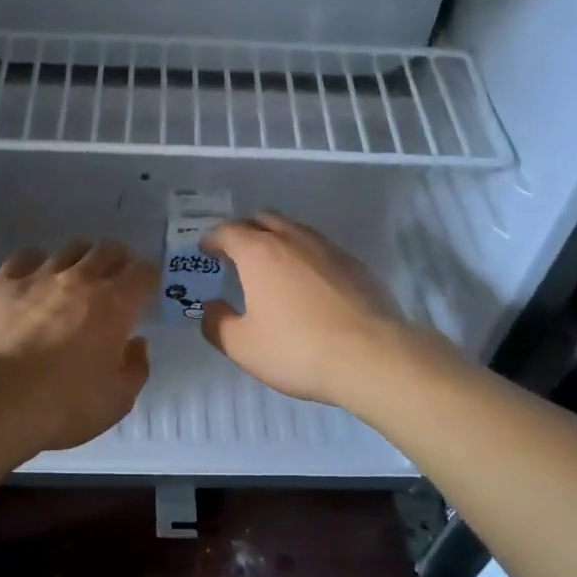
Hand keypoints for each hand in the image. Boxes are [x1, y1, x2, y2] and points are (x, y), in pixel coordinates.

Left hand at [0, 239, 157, 455]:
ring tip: (76, 278)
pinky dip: (38, 263)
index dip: (150, 277)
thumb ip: (135, 368)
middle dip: (119, 260)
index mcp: (115, 305)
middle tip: (116, 279)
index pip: (144, 272)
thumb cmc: (64, 405)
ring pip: (70, 249)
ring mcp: (40, 276)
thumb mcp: (117, 400)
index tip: (147, 290)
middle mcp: (81, 279)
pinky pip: (26, 257)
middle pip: (108, 250)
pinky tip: (35, 280)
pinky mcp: (3, 282)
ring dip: (81, 259)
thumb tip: (136, 343)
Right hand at [199, 212, 413, 407]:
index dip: (213, 238)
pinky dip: (306, 257)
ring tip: (272, 264)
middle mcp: (294, 240)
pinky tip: (308, 283)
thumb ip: (217, 324)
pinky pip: (322, 250)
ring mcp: (329, 250)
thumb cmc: (296, 349)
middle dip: (246, 231)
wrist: (370, 357)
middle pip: (264, 219)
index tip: (206, 249)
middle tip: (237, 252)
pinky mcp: (356, 266)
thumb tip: (210, 308)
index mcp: (259, 253)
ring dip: (278, 239)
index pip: (229, 231)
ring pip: (297, 231)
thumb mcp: (242, 346)